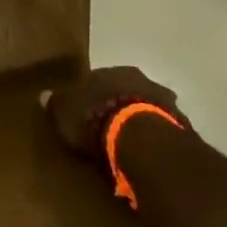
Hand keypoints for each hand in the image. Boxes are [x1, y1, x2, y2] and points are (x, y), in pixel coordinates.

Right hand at [41, 65, 186, 158]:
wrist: (142, 139)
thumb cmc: (96, 117)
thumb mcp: (64, 111)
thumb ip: (56, 103)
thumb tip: (44, 95)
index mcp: (110, 71)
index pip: (98, 79)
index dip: (92, 95)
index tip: (86, 111)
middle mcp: (140, 79)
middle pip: (127, 90)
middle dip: (120, 105)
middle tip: (110, 126)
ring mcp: (165, 101)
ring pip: (149, 108)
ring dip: (141, 122)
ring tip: (130, 145)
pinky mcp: (181, 126)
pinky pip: (163, 131)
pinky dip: (156, 140)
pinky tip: (148, 155)